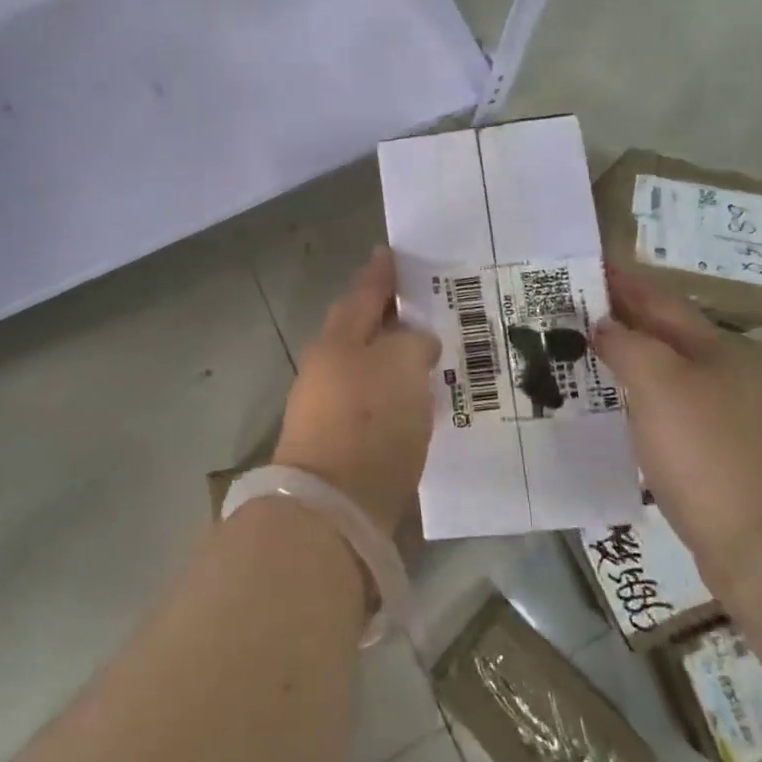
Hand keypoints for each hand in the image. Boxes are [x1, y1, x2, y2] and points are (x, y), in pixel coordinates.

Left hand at [272, 247, 440, 533]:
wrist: (334, 509)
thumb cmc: (368, 422)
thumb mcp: (401, 365)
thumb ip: (413, 342)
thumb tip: (417, 342)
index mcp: (338, 340)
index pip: (364, 294)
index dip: (380, 273)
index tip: (390, 252)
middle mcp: (329, 368)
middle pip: (361, 330)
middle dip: (387, 314)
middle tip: (422, 300)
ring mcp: (332, 408)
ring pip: (370, 367)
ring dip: (394, 355)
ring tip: (432, 348)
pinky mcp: (345, 446)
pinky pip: (377, 403)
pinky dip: (397, 392)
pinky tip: (422, 397)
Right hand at [593, 267, 761, 574]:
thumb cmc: (707, 449)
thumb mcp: (659, 382)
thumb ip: (626, 344)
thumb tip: (601, 325)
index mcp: (707, 348)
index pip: (655, 299)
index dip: (620, 280)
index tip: (580, 267)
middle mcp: (713, 376)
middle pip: (657, 334)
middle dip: (615, 317)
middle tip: (563, 311)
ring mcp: (712, 419)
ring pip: (656, 375)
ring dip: (618, 361)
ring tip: (572, 356)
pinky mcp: (704, 459)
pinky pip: (655, 414)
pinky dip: (627, 402)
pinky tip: (603, 414)